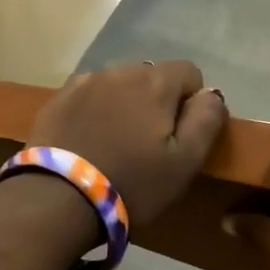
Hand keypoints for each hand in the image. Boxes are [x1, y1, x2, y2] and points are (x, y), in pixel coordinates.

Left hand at [27, 61, 228, 223]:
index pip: (190, 72)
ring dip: (127, 104)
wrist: (58, 199)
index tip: (182, 135)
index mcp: (155, 82)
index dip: (193, 102)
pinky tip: (92, 140)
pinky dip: (98, 110)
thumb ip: (206, 120)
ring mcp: (85, 82)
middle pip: (153, 76)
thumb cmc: (133, 183)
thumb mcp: (185, 162)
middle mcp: (120, 70)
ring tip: (120, 142)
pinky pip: (91, 95)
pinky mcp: (58, 99)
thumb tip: (211, 94)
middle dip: (159, 101)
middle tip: (151, 144)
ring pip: (120, 84)